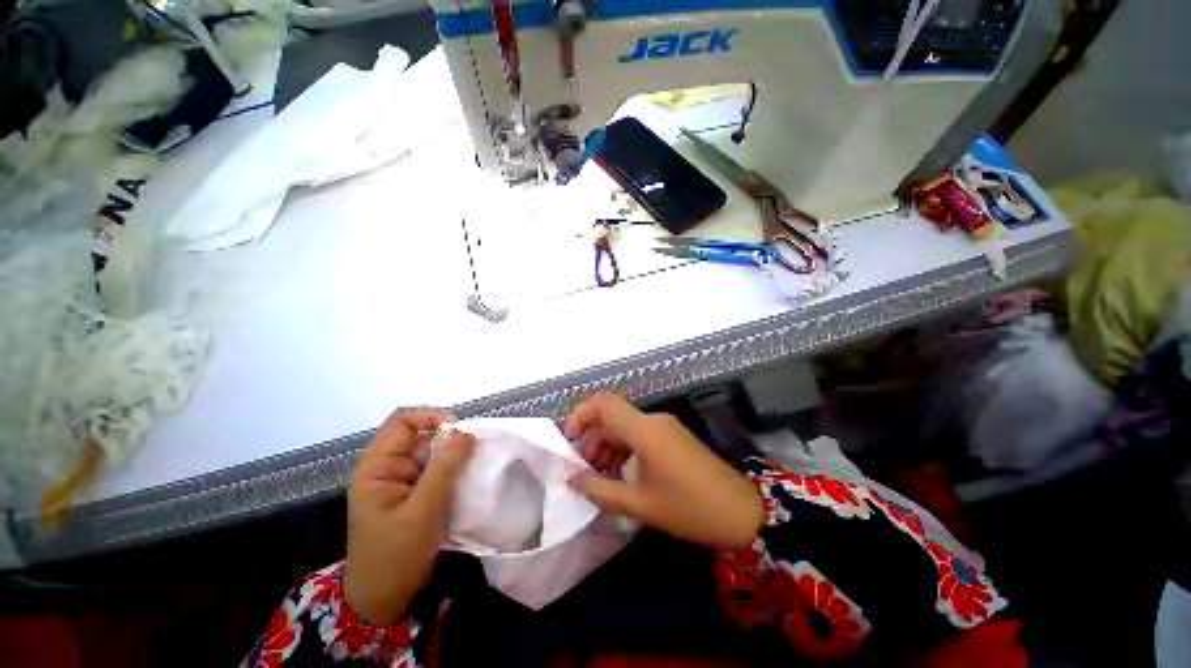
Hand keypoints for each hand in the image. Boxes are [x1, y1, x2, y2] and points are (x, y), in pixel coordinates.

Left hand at [344, 411, 475, 625]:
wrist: (383, 602)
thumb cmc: (396, 556)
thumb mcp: (423, 510)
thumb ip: (445, 466)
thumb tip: (466, 431)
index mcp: (376, 468)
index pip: (403, 423)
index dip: (431, 417)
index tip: (460, 430)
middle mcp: (386, 469)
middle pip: (419, 436)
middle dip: (448, 439)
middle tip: (473, 451)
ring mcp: (399, 483)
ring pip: (430, 454)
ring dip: (452, 456)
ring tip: (474, 466)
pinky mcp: (411, 495)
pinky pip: (434, 472)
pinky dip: (451, 472)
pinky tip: (466, 480)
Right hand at [565, 394, 763, 549]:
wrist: (742, 513)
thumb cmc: (688, 508)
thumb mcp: (639, 503)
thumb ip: (600, 489)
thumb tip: (571, 478)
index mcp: (644, 430)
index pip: (604, 403)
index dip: (581, 415)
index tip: (571, 440)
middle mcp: (654, 421)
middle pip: (613, 417)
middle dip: (593, 439)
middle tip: (585, 469)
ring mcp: (666, 428)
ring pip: (626, 427)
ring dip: (609, 446)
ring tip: (601, 477)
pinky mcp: (673, 438)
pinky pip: (641, 435)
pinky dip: (625, 450)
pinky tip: (621, 475)